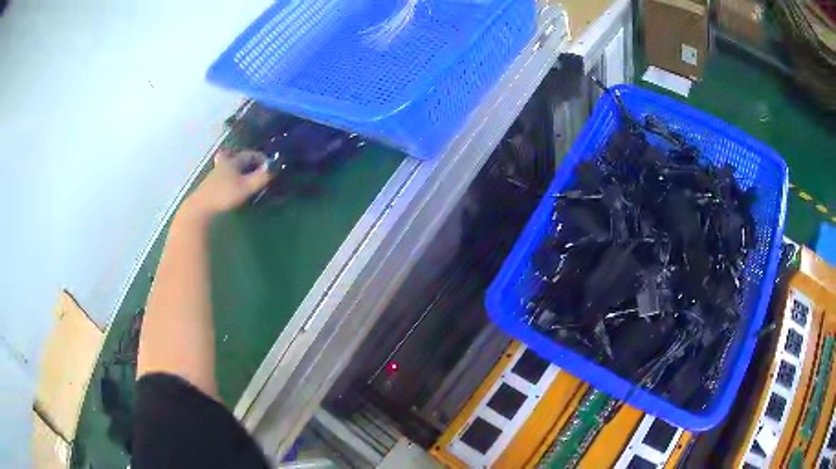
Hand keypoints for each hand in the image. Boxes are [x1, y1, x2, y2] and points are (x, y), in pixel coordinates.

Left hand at [181, 148, 272, 220]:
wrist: (200, 208)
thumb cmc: (225, 195)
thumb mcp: (247, 187)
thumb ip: (261, 177)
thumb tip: (274, 167)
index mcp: (233, 161)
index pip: (250, 154)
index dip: (261, 158)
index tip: (269, 165)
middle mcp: (223, 164)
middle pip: (235, 156)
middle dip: (245, 159)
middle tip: (254, 165)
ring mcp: (214, 175)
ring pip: (228, 166)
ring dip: (237, 168)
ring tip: (244, 175)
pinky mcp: (209, 186)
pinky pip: (223, 176)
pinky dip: (230, 177)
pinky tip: (232, 185)